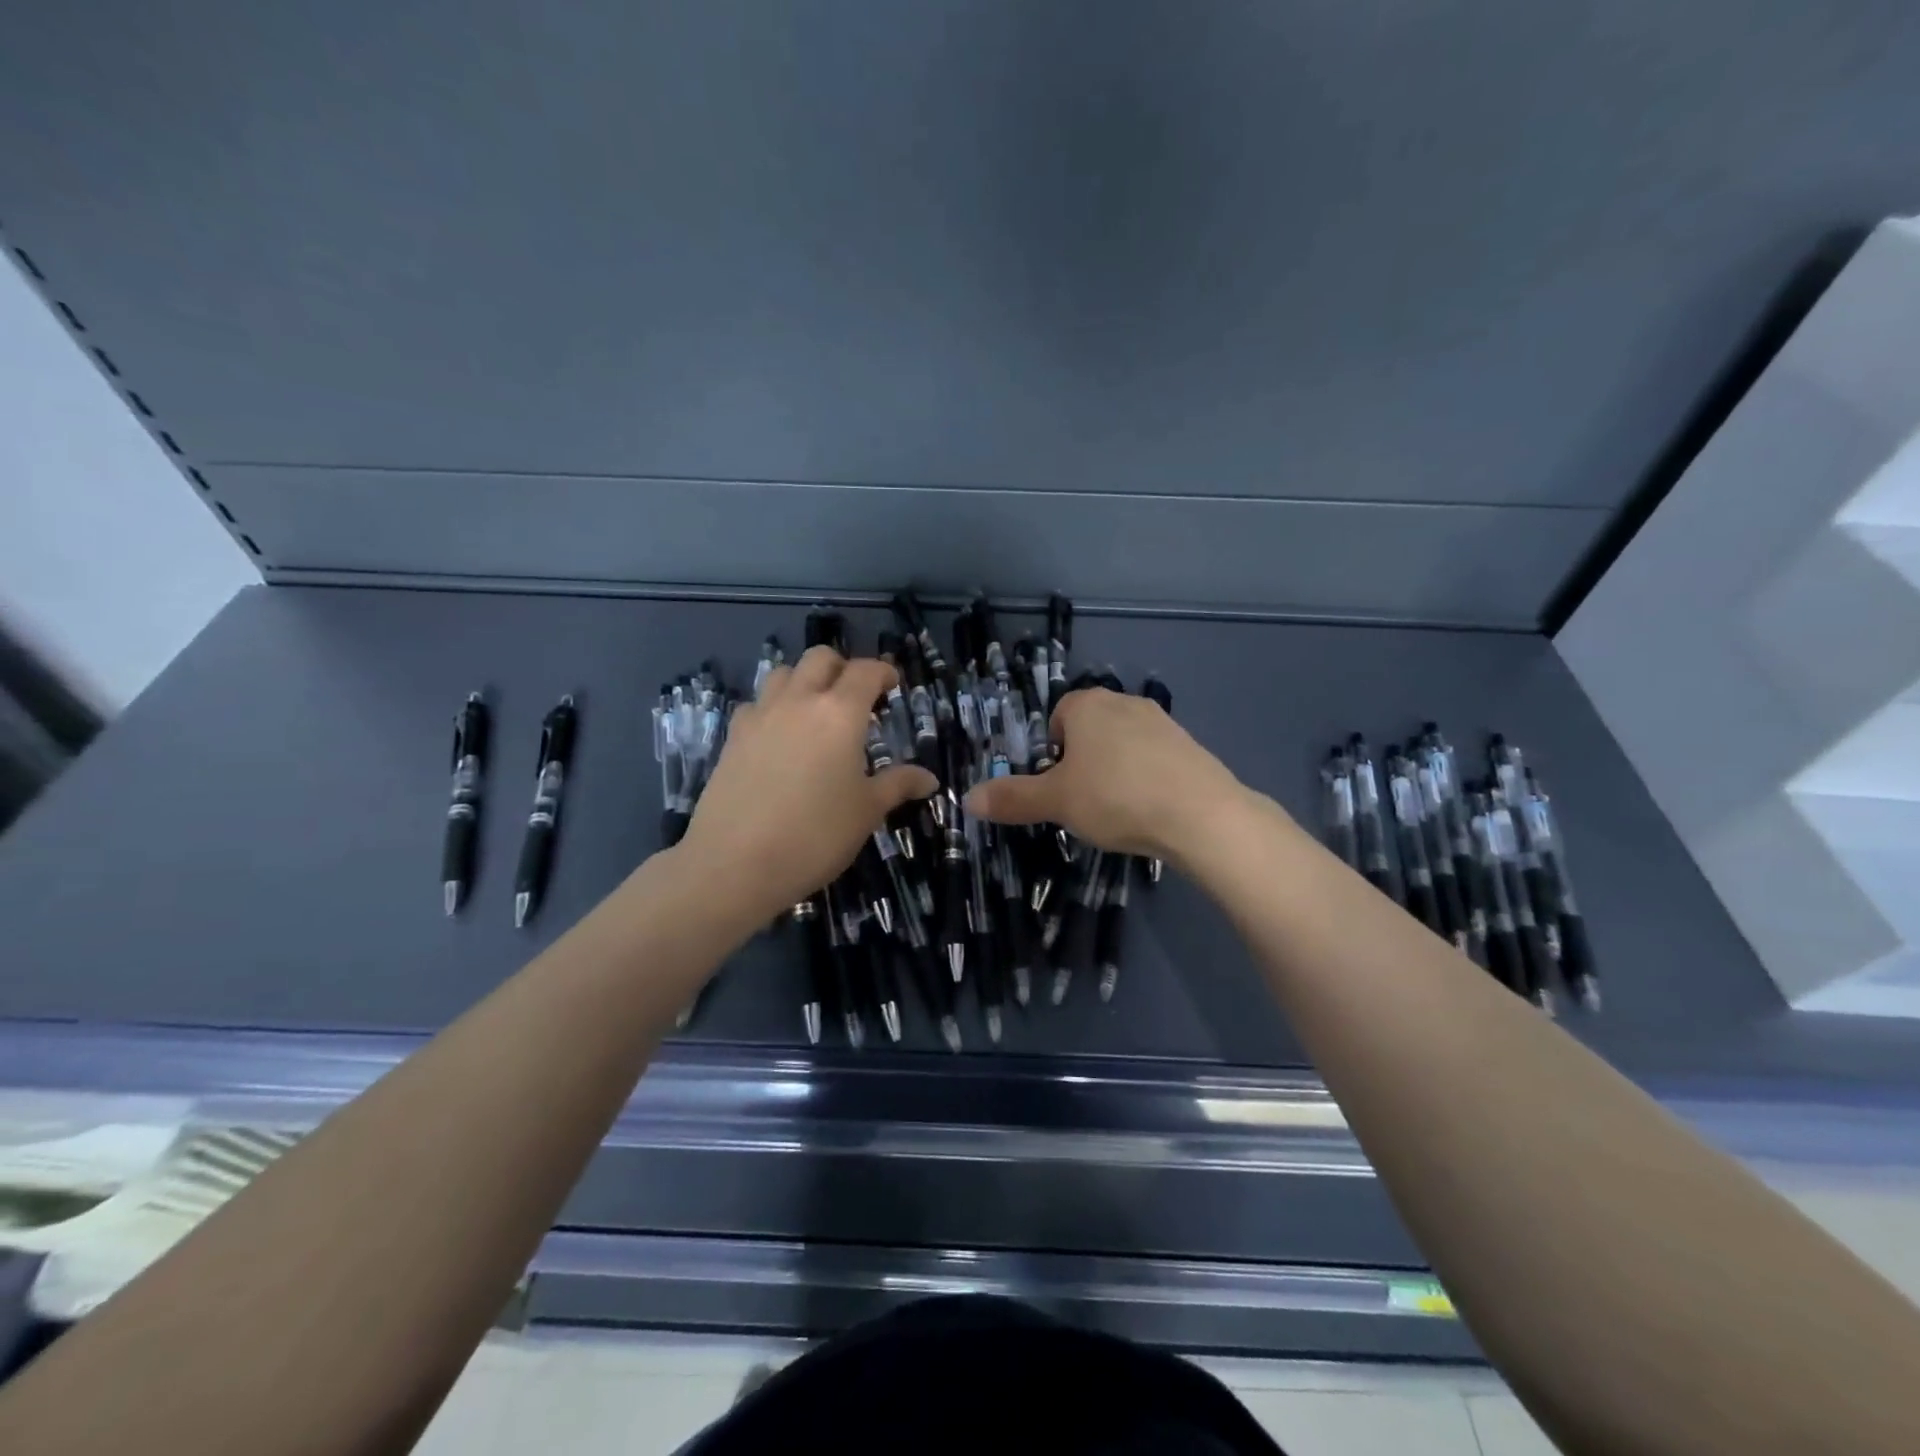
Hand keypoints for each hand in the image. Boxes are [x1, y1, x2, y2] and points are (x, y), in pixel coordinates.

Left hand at [678, 647, 936, 926]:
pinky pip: (756, 704)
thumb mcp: (867, 812)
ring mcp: (760, 716)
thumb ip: (898, 785)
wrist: (735, 863)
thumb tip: (929, 779)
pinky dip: (772, 707)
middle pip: (820, 659)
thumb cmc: (815, 835)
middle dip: (842, 667)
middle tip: (856, 695)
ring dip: (803, 680)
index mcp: (840, 713)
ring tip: (815, 710)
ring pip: (782, 673)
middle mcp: (799, 701)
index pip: (866, 671)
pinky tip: (778, 737)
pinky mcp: (732, 737)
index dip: (884, 672)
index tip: (893, 685)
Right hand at [963, 687, 1244, 864]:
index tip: (1057, 787)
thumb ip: (1012, 798)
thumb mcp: (1056, 802)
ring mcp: (1162, 721)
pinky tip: (1149, 808)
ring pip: (1122, 744)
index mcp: (1087, 704)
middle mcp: (1124, 701)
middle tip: (1082, 801)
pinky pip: (1153, 758)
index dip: (1051, 753)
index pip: (1057, 718)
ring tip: (1117, 809)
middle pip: (1089, 730)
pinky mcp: (1189, 745)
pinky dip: (1145, 778)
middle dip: (1081, 762)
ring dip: (1114, 770)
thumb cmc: (1116, 797)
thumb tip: (968, 798)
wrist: (1201, 814)